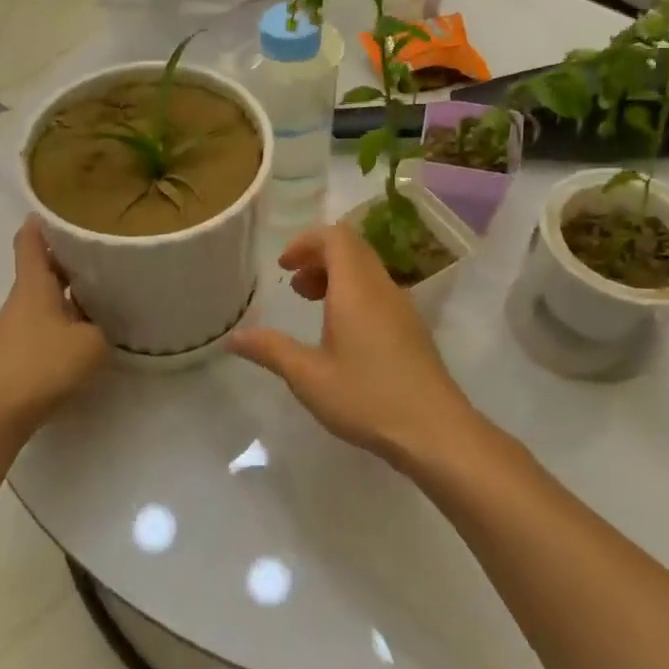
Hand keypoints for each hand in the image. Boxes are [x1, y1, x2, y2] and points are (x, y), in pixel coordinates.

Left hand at [0, 217, 107, 423]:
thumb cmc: (41, 366)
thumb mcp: (91, 345)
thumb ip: (103, 330)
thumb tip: (99, 328)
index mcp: (34, 285)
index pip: (31, 242)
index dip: (41, 223)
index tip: (59, 210)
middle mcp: (21, 301)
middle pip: (41, 270)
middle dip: (67, 260)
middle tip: (101, 254)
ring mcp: (14, 329)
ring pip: (44, 300)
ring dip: (67, 295)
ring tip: (102, 294)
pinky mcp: (15, 355)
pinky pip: (43, 327)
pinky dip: (63, 323)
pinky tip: (85, 336)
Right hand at [229, 223, 478, 469]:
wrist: (435, 431)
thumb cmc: (367, 397)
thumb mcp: (308, 376)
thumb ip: (270, 350)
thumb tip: (233, 338)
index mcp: (357, 289)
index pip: (336, 237)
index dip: (306, 242)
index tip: (284, 266)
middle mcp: (382, 288)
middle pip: (353, 249)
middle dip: (319, 258)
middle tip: (294, 285)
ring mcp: (403, 308)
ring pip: (368, 271)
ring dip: (337, 277)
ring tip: (312, 305)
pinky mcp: (413, 330)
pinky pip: (379, 293)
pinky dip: (354, 295)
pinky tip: (341, 334)